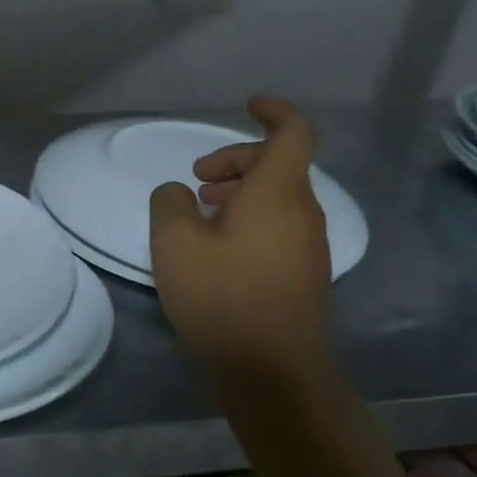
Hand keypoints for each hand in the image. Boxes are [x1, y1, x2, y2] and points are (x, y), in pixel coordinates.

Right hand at [149, 95, 332, 377]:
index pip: (292, 134)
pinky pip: (277, 226)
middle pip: (279, 165)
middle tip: (196, 178)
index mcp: (278, 194)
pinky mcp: (301, 275)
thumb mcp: (175, 243)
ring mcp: (307, 247)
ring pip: (277, 198)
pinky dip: (248, 219)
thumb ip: (170, 204)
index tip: (248, 104)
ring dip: (240, 192)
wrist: (273, 372)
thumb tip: (179, 195)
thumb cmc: (223, 297)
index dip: (274, 112)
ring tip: (199, 211)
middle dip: (236, 160)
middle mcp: (302, 214)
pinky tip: (215, 247)